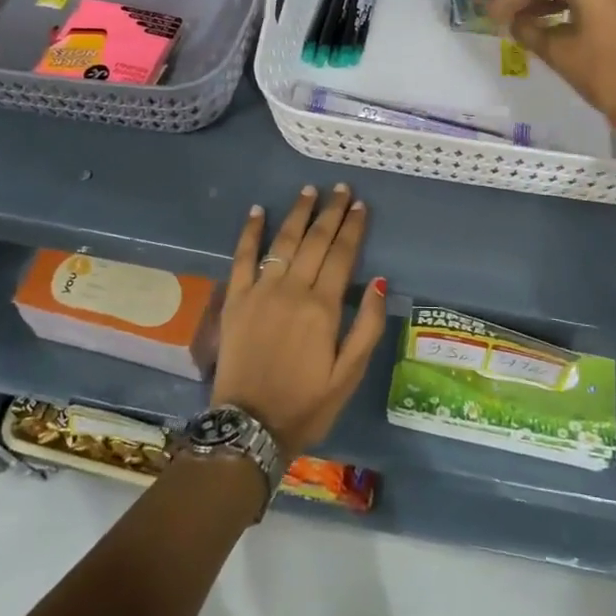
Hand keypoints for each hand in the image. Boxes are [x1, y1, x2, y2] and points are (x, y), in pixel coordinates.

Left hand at [213, 185, 386, 458]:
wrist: (249, 427)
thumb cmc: (306, 404)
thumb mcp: (349, 375)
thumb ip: (366, 326)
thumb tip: (381, 282)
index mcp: (322, 307)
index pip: (342, 255)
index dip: (353, 228)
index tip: (360, 205)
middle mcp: (292, 290)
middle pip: (315, 241)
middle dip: (330, 212)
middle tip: (341, 188)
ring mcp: (260, 292)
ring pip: (283, 242)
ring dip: (298, 214)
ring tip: (309, 190)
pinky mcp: (235, 300)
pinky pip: (242, 258)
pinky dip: (250, 232)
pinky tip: (257, 211)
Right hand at [486, 0, 615, 134]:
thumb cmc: (602, 72)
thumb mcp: (557, 52)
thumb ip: (529, 31)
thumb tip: (514, 22)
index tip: (490, 12)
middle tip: (502, 15)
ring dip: (548, 5)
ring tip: (521, 22)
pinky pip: (592, 4)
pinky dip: (569, 12)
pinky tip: (550, 25)